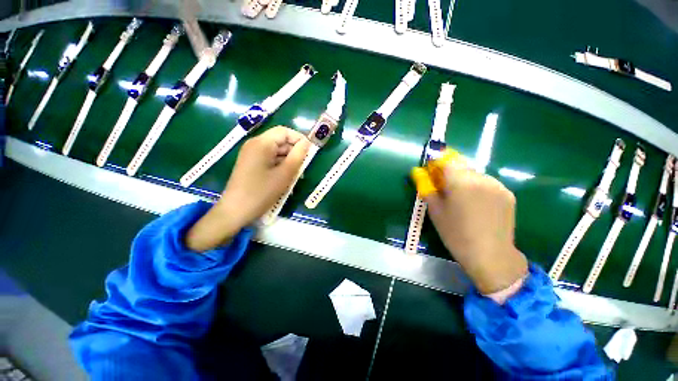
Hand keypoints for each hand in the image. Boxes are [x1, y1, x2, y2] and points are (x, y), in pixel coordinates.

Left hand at [186, 126, 309, 251]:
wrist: (235, 211)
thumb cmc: (261, 192)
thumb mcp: (284, 174)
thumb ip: (298, 156)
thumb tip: (307, 143)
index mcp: (261, 143)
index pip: (284, 131)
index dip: (299, 139)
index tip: (310, 152)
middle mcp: (255, 144)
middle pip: (280, 141)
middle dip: (294, 152)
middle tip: (304, 167)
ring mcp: (251, 154)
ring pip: (276, 151)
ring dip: (288, 161)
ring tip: (296, 175)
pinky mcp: (251, 164)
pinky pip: (270, 159)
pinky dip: (280, 166)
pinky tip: (286, 178)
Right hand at [424, 161, 527, 294]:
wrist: (489, 254)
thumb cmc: (455, 233)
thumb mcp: (435, 210)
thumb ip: (426, 187)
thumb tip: (417, 172)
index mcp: (460, 181)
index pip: (447, 160)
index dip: (437, 164)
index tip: (431, 173)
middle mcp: (481, 177)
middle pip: (461, 165)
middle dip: (450, 172)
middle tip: (444, 188)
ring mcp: (497, 185)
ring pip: (475, 174)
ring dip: (464, 180)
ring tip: (461, 199)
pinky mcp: (508, 193)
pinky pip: (487, 183)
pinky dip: (478, 188)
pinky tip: (476, 205)